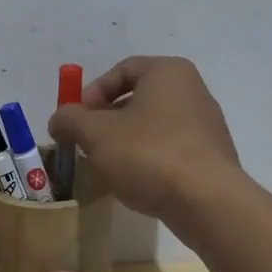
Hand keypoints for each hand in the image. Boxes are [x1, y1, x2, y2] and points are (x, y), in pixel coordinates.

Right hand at [47, 56, 240, 221]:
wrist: (206, 200)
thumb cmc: (148, 154)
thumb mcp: (96, 134)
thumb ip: (70, 121)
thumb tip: (59, 119)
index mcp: (168, 72)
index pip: (122, 70)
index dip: (92, 93)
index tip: (77, 121)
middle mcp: (193, 89)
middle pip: (139, 97)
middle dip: (108, 120)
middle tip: (88, 144)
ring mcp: (207, 124)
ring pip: (154, 125)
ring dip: (127, 141)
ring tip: (110, 166)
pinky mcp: (212, 156)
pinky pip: (171, 149)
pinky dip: (150, 159)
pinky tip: (138, 181)